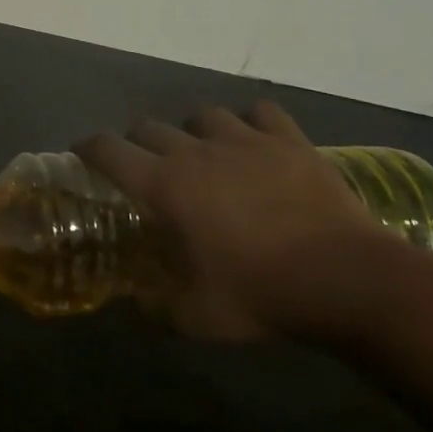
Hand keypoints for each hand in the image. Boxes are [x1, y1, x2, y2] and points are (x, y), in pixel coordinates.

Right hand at [77, 101, 384, 341]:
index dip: (88, 148)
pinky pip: (261, 112)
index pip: (107, 149)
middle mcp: (194, 152)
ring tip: (204, 151)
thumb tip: (137, 309)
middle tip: (146, 166)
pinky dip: (252, 121)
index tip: (82, 154)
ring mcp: (244, 141)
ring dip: (194, 130)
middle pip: (148, 126)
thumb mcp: (201, 318)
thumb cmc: (265, 295)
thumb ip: (159, 312)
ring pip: (202, 115)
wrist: (350, 280)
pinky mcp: (288, 141)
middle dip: (138, 141)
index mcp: (165, 185)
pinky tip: (255, 139)